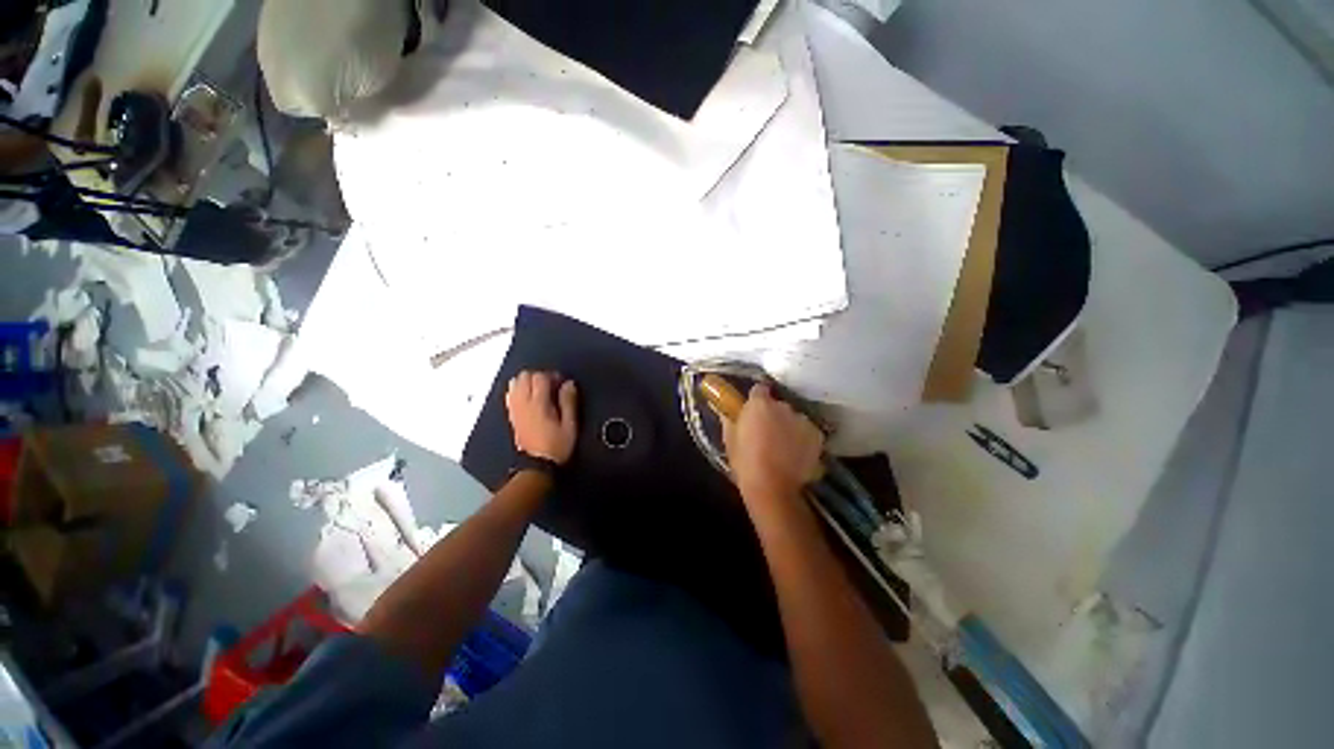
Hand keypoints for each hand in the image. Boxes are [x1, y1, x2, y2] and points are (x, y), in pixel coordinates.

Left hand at [506, 371, 577, 464]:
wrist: (537, 466)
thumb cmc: (557, 446)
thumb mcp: (570, 425)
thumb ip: (569, 402)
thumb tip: (569, 384)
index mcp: (539, 404)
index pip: (540, 377)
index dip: (552, 375)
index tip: (562, 382)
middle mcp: (523, 404)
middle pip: (524, 376)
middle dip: (539, 376)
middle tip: (552, 385)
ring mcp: (515, 410)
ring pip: (515, 383)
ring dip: (528, 382)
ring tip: (540, 390)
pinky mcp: (512, 416)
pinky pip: (510, 395)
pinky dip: (519, 390)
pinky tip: (529, 398)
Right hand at [724, 383, 824, 502]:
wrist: (772, 487)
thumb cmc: (745, 462)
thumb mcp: (730, 440)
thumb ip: (730, 421)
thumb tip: (728, 412)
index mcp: (759, 404)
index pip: (759, 389)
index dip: (756, 399)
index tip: (753, 410)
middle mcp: (783, 406)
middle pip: (778, 405)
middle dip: (773, 414)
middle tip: (765, 432)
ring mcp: (802, 420)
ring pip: (794, 418)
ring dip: (788, 426)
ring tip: (782, 446)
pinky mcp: (817, 435)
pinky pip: (807, 431)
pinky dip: (802, 438)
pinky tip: (795, 453)